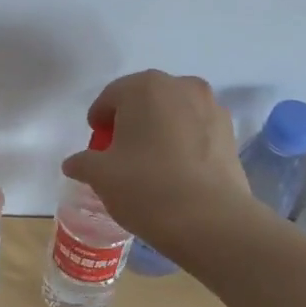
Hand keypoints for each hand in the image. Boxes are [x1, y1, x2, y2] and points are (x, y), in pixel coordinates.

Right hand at [62, 70, 251, 253]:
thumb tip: (74, 163)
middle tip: (120, 153)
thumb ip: (83, 162)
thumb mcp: (101, 176)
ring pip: (174, 113)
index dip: (99, 120)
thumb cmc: (146, 187)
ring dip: (159, 129)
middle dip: (130, 121)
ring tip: (151, 163)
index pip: (111, 96)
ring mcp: (211, 107)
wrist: (211, 221)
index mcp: (145, 87)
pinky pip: (196, 130)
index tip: (96, 145)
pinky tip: (177, 171)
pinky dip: (183, 142)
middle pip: (145, 99)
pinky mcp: (230, 133)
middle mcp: (181, 86)